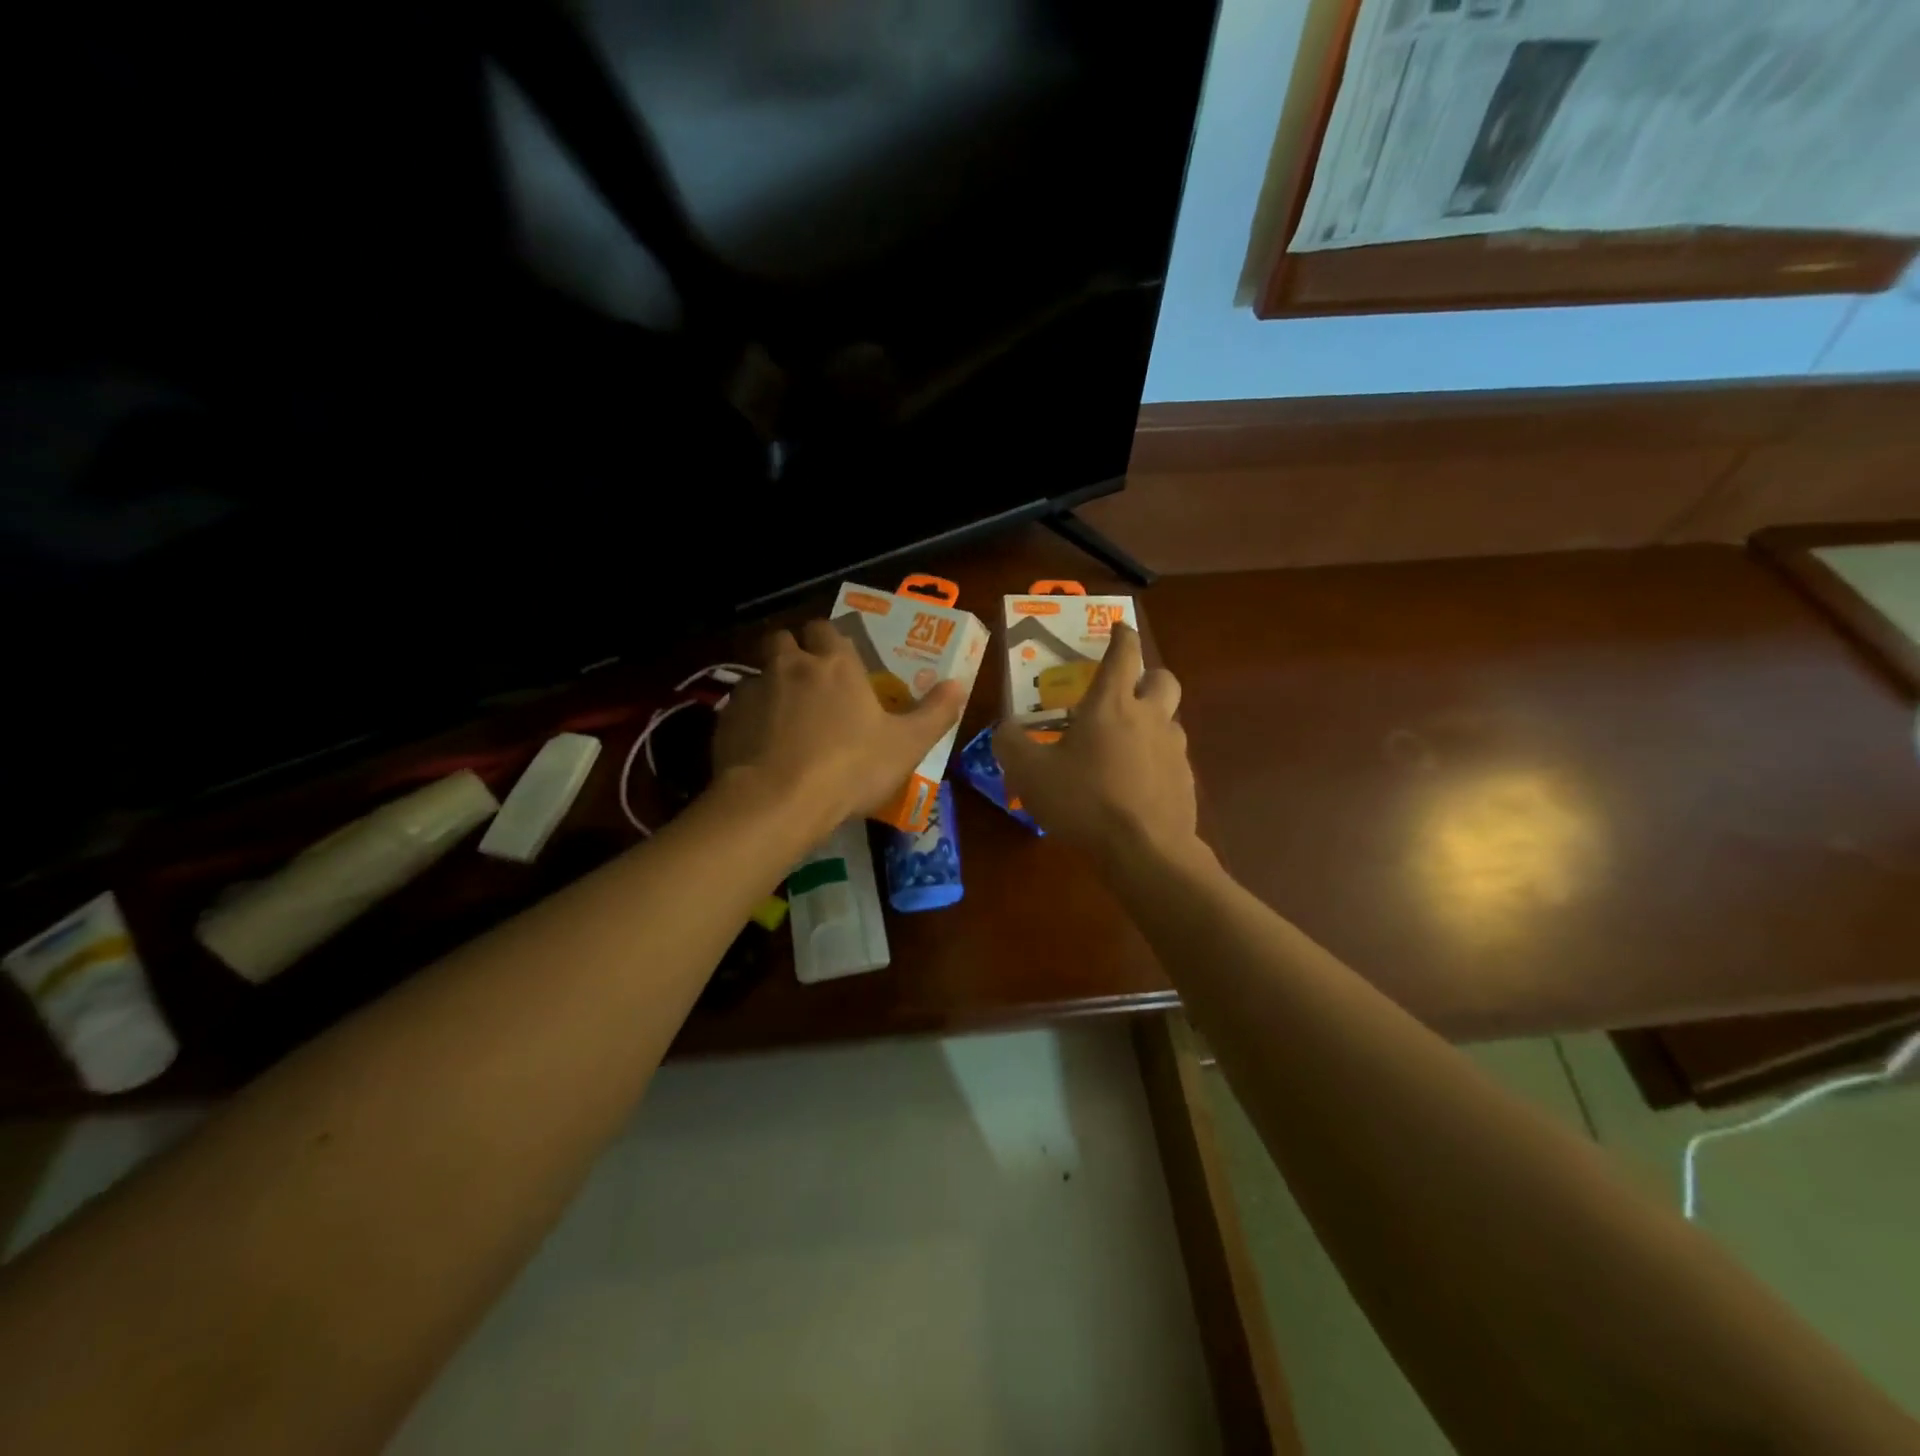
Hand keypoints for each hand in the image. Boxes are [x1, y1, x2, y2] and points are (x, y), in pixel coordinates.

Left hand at [714, 620, 965, 837]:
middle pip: (784, 639)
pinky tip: (761, 746)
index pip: (827, 629)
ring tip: (783, 717)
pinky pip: (738, 708)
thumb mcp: (907, 745)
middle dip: (793, 651)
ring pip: (758, 672)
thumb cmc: (851, 768)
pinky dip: (750, 718)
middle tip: (808, 681)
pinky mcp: (727, 720)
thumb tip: (959, 684)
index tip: (839, 659)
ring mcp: (755, 690)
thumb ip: (936, 713)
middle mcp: (791, 666)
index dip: (831, 640)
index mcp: (836, 664)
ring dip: (770, 685)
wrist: (778, 802)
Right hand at [993, 622, 1199, 867]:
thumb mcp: (1030, 773)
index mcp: (1112, 704)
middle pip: (1163, 678)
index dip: (1122, 634)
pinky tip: (1135, 784)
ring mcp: (1174, 749)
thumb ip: (1011, 744)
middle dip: (1148, 675)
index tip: (1119, 626)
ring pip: (1170, 719)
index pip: (1124, 653)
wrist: (1145, 852)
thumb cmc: (1084, 801)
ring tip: (1124, 745)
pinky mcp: (1186, 781)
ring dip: (1151, 720)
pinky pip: (1171, 757)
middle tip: (1126, 690)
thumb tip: (1005, 729)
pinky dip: (1155, 759)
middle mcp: (1150, 717)